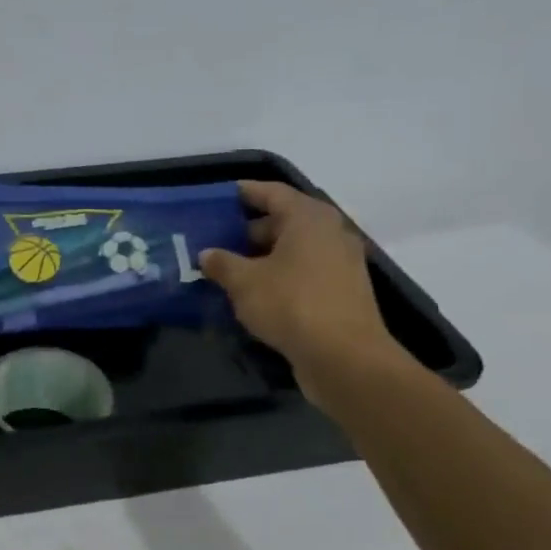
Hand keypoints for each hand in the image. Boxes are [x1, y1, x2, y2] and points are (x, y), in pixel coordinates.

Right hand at [200, 182, 403, 397]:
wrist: (344, 357)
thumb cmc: (292, 305)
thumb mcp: (244, 282)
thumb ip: (222, 263)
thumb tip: (207, 254)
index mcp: (308, 218)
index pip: (272, 193)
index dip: (244, 192)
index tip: (219, 197)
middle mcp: (330, 233)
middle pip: (284, 221)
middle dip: (248, 230)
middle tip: (216, 239)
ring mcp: (340, 263)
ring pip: (293, 249)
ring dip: (262, 257)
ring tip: (228, 268)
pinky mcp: (342, 292)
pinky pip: (303, 273)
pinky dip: (279, 276)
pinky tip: (254, 293)